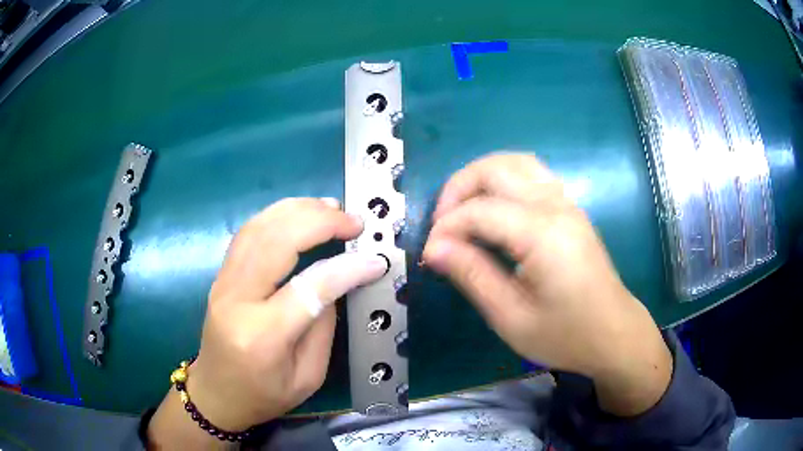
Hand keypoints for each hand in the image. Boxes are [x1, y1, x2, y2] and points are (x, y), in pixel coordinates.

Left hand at [149, 198, 386, 447]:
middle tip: (354, 222)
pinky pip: (248, 233)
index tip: (375, 260)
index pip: (309, 288)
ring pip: (259, 227)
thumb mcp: (308, 376)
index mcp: (262, 335)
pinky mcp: (221, 275)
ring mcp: (223, 282)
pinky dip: (277, 215)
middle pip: (276, 241)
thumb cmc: (263, 395)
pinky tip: (299, 213)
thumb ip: (322, 326)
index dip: (346, 269)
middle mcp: (237, 300)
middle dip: (320, 222)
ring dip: (298, 210)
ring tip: (331, 208)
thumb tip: (335, 280)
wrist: (216, 393)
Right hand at [423, 153, 671, 415]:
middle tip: (442, 227)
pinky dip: (502, 181)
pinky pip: (531, 174)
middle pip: (496, 168)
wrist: (614, 334)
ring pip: (515, 162)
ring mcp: (567, 203)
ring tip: (462, 213)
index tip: (430, 255)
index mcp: (543, 234)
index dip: (446, 228)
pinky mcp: (570, 209)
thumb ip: (472, 276)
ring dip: (480, 179)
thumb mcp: (512, 318)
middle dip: (458, 189)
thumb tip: (434, 248)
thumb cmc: (566, 335)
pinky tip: (492, 211)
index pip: (480, 211)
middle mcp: (556, 206)